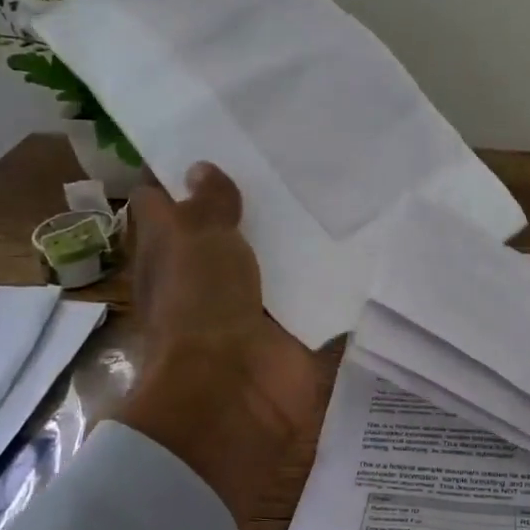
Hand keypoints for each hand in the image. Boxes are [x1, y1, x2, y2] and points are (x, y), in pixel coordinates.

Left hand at [116, 163, 322, 523]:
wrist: (236, 393)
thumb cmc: (201, 307)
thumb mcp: (198, 240)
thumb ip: (206, 204)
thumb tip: (201, 168)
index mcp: (173, 252)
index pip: (168, 203)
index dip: (182, 172)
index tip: (217, 136)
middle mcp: (209, 275)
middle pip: (229, 229)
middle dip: (256, 198)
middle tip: (292, 151)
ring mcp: (253, 303)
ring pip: (275, 259)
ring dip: (299, 234)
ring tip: (333, 184)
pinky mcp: (293, 327)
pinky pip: (315, 294)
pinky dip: (333, 276)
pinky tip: (361, 236)